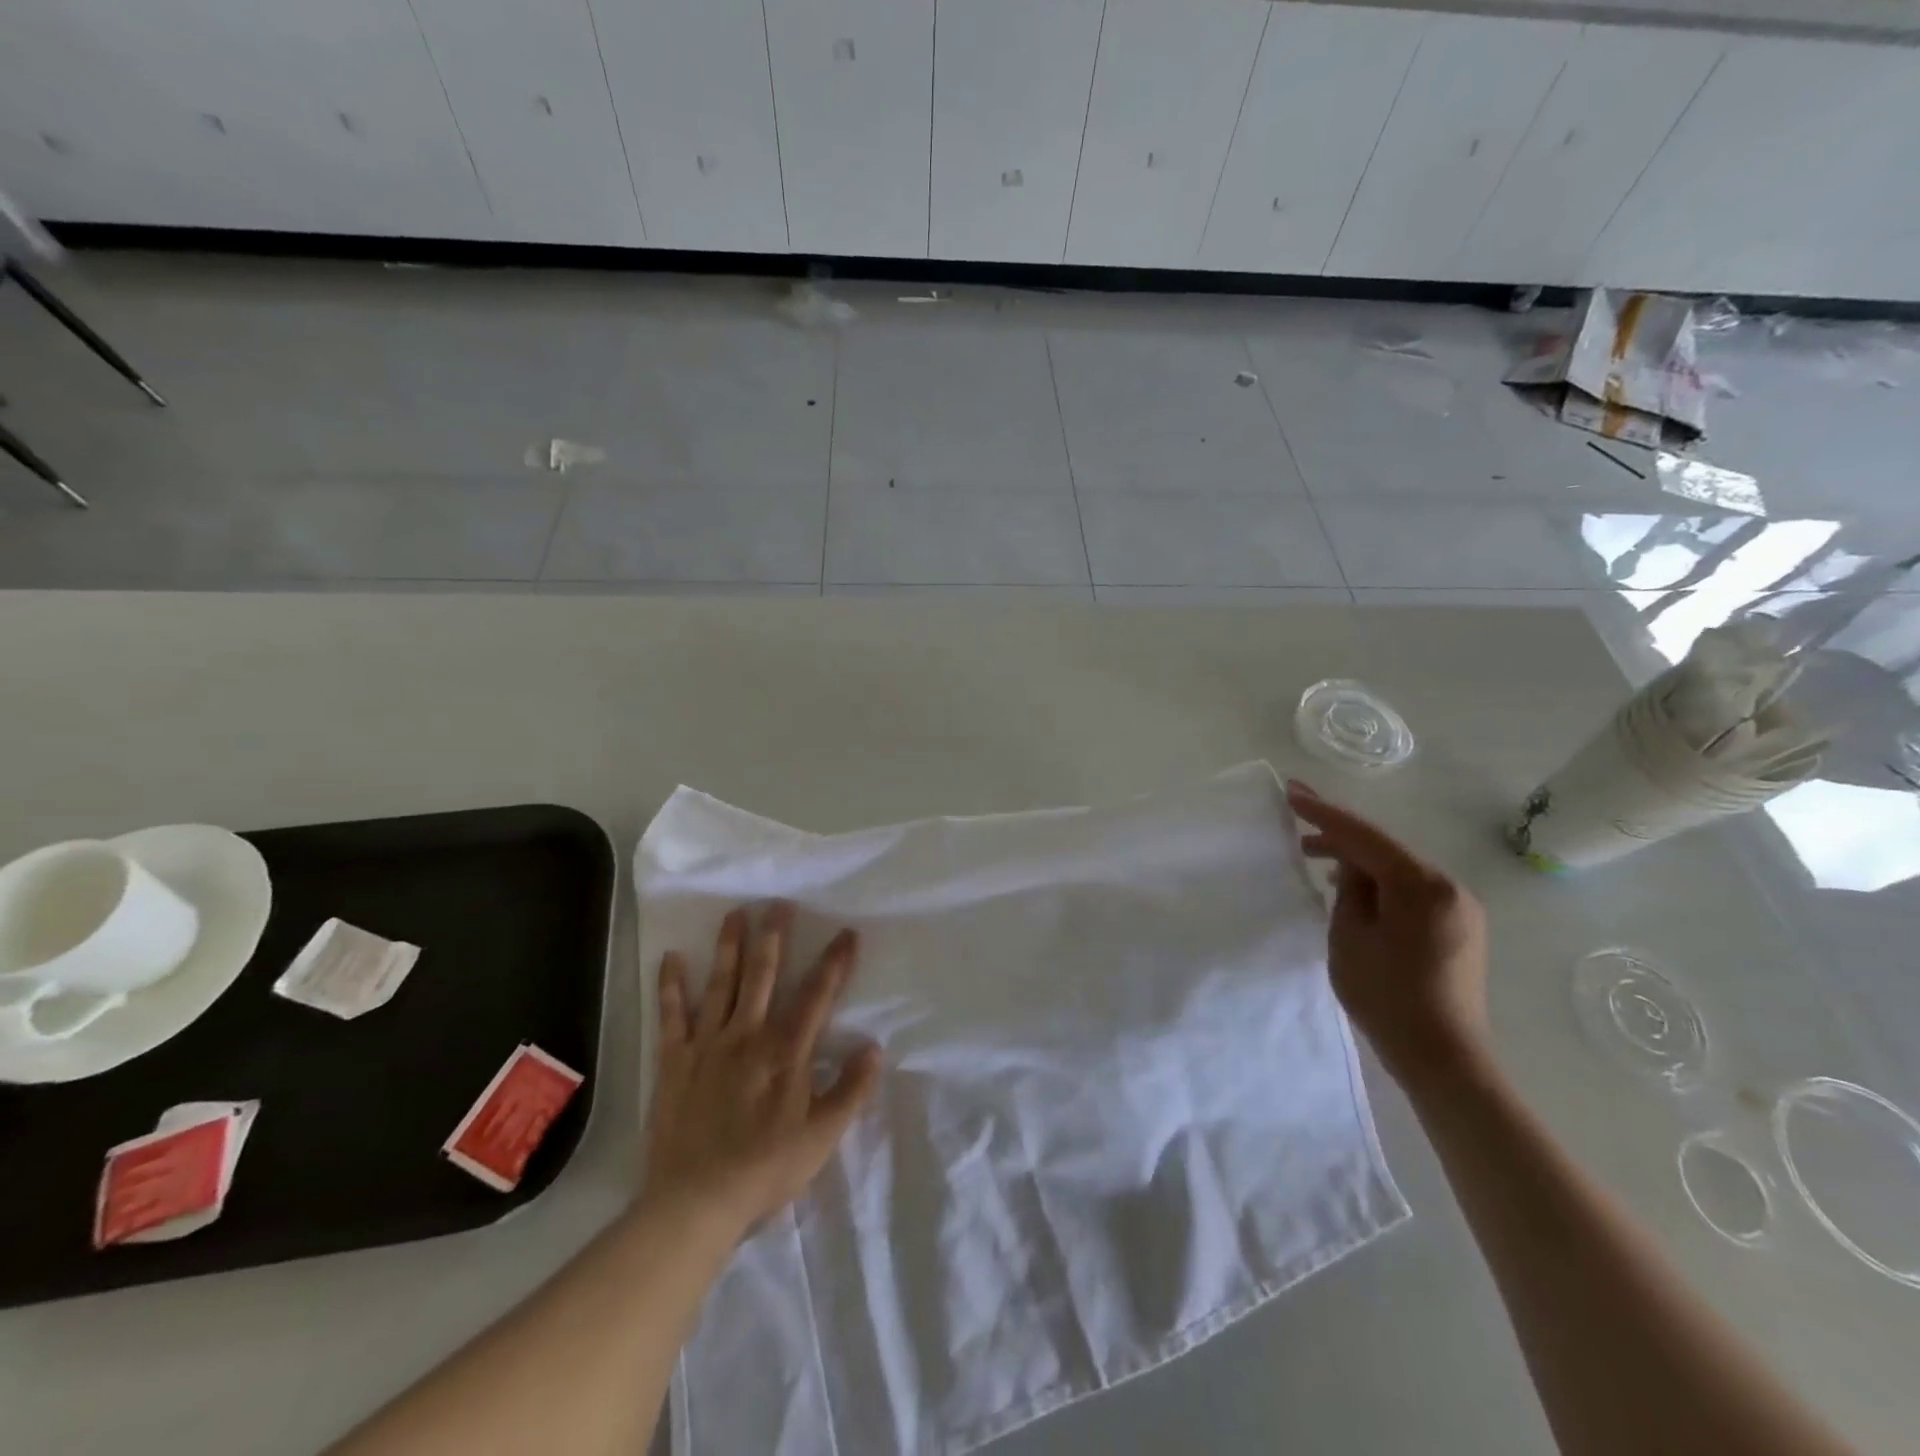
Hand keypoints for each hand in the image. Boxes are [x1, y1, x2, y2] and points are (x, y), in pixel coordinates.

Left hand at [644, 903, 881, 1235]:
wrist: (695, 1203)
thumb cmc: (766, 1170)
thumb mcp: (822, 1137)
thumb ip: (851, 1090)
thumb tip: (874, 1047)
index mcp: (786, 1051)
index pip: (817, 996)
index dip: (835, 963)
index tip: (847, 933)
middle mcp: (748, 1035)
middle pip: (764, 975)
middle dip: (775, 937)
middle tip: (780, 903)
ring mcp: (708, 1044)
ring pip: (722, 984)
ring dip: (730, 946)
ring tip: (736, 912)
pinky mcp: (675, 1061)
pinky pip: (673, 1015)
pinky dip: (671, 986)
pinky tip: (671, 957)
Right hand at [1287, 780, 1490, 1090]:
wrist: (1443, 1057)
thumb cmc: (1387, 996)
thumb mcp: (1350, 936)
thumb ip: (1349, 890)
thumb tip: (1351, 867)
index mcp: (1422, 885)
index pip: (1364, 836)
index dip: (1324, 813)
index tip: (1291, 792)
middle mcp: (1449, 887)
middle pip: (1385, 850)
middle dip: (1341, 840)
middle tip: (1297, 834)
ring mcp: (1460, 908)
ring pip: (1399, 871)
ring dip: (1360, 866)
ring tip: (1319, 868)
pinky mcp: (1460, 929)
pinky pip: (1413, 892)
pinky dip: (1381, 887)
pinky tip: (1356, 895)